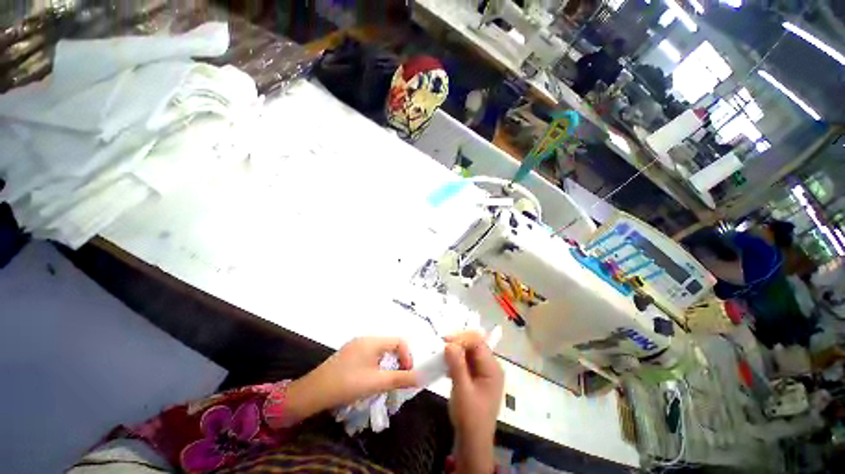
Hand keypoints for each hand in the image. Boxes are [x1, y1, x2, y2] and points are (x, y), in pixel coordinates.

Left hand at [284, 337, 418, 422]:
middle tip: (398, 380)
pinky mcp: (349, 355)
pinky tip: (370, 380)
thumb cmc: (348, 384)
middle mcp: (365, 339)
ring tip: (385, 382)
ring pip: (380, 352)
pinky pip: (370, 356)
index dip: (408, 356)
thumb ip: (400, 378)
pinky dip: (376, 366)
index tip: (407, 374)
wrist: (313, 392)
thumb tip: (421, 377)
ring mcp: (355, 346)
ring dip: (387, 365)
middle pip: (390, 346)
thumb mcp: (377, 382)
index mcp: (373, 341)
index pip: (399, 341)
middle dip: (398, 362)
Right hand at [444, 331, 503, 473]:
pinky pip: (466, 360)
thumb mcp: (462, 390)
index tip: (445, 341)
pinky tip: (446, 363)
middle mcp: (491, 366)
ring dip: (456, 350)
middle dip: (458, 342)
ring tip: (442, 353)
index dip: (462, 339)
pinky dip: (456, 359)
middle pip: (475, 344)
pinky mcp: (476, 376)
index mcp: (492, 368)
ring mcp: (484, 371)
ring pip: (469, 351)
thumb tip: (449, 344)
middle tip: (442, 345)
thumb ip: (457, 365)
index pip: (478, 343)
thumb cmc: (470, 417)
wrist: (472, 441)